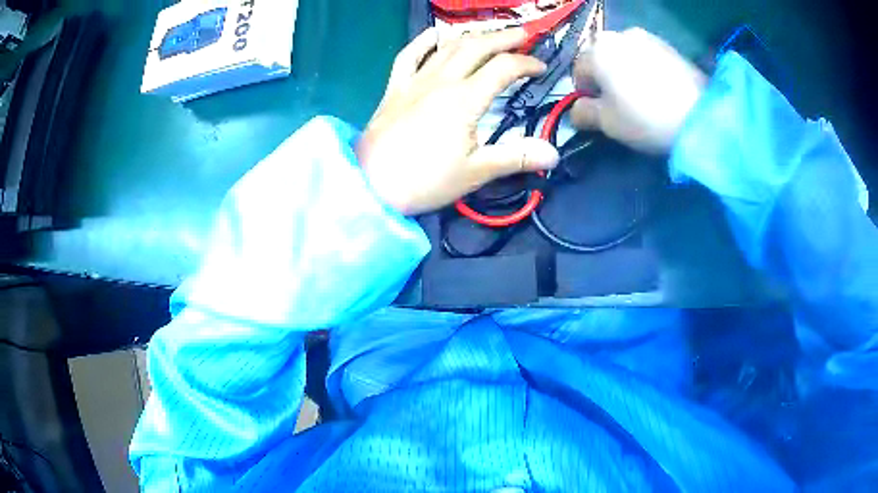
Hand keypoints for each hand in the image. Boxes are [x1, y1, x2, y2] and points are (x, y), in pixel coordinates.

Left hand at [357, 28, 559, 215]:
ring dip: (472, 35)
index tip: (542, 68)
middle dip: (504, 37)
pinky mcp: (394, 87)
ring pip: (447, 47)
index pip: (504, 69)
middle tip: (524, 34)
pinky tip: (435, 34)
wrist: (370, 184)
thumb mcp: (475, 172)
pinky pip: (408, 55)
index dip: (527, 64)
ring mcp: (415, 81)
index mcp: (465, 99)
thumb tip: (554, 154)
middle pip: (476, 47)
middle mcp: (441, 80)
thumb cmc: (425, 181)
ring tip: (489, 33)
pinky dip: (423, 41)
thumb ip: (516, 157)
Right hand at [571, 28, 706, 153]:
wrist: (700, 115)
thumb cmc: (646, 118)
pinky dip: (644, 67)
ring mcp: (645, 36)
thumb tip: (576, 111)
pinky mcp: (667, 45)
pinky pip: (645, 54)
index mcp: (597, 50)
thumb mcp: (608, 123)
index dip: (584, 92)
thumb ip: (584, 113)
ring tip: (640, 94)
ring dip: (624, 69)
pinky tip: (657, 87)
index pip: (578, 70)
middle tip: (618, 101)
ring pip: (624, 53)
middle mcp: (618, 35)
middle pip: (601, 57)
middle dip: (604, 76)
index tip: (597, 110)